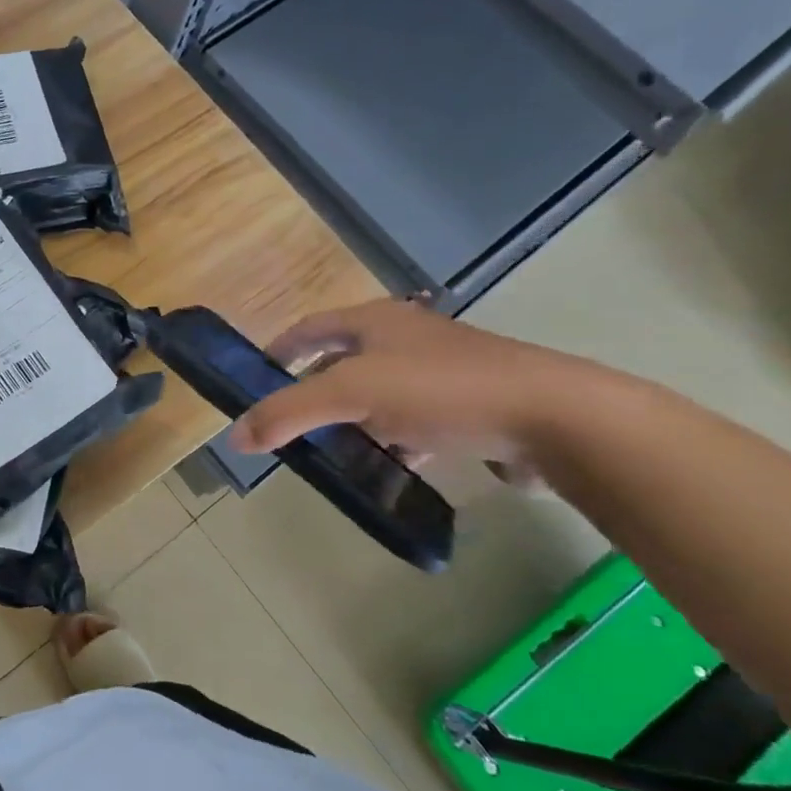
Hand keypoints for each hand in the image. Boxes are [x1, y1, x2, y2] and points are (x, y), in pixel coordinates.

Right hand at [229, 299, 597, 473]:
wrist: (555, 418)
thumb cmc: (441, 390)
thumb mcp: (351, 394)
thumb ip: (288, 413)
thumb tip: (235, 437)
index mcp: (375, 321)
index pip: (309, 328)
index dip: (278, 351)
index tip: (253, 380)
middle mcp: (405, 339)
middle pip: (341, 362)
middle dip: (311, 392)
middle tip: (287, 425)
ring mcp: (441, 373)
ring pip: (377, 396)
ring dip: (350, 421)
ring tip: (328, 453)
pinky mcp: (469, 408)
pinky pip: (412, 423)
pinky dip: (391, 442)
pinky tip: (386, 469)